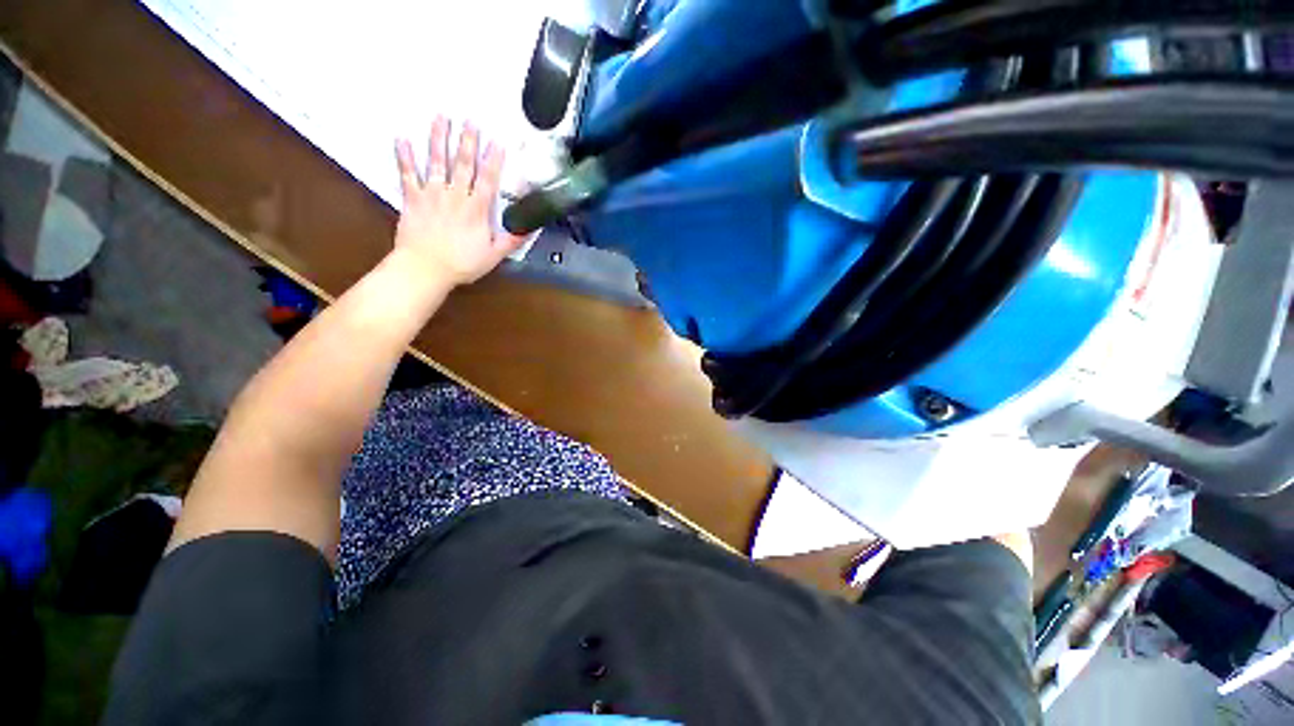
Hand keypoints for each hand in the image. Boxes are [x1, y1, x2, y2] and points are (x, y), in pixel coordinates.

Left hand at [393, 116, 525, 286]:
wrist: (426, 268)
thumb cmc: (462, 263)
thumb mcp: (494, 255)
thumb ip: (512, 240)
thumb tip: (531, 227)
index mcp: (477, 210)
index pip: (488, 180)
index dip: (494, 161)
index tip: (497, 142)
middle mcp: (455, 196)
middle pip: (463, 164)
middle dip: (467, 141)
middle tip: (470, 120)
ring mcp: (432, 195)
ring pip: (436, 162)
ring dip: (438, 138)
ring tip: (441, 117)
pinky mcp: (412, 199)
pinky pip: (407, 174)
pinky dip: (404, 156)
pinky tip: (402, 138)